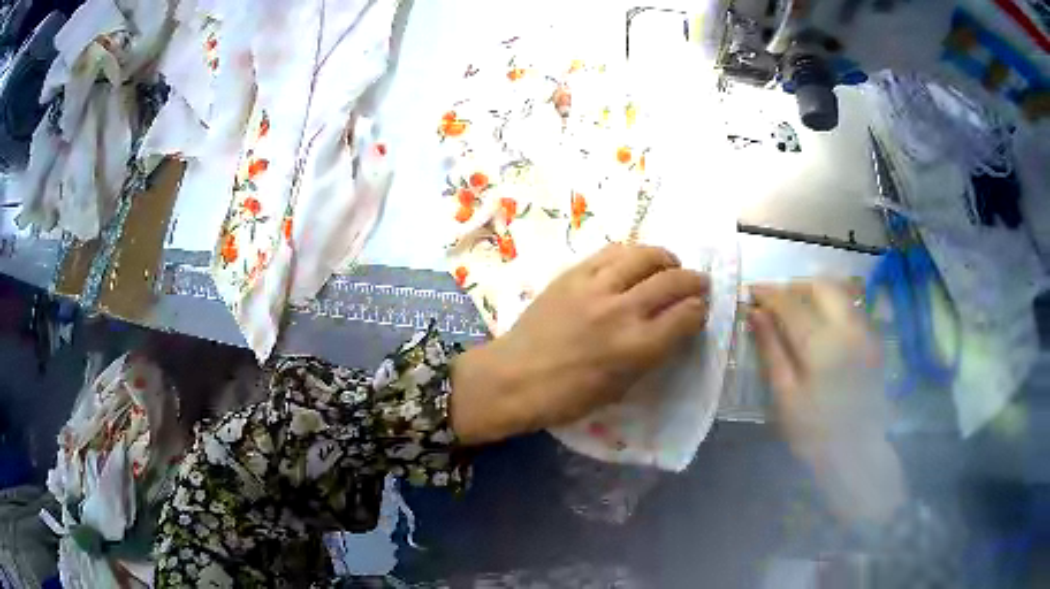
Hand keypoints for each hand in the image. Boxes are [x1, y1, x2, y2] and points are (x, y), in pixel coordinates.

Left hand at [451, 244, 709, 444]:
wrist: (513, 378)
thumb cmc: (567, 397)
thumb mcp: (620, 388)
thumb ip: (652, 355)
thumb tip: (673, 328)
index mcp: (637, 347)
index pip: (687, 315)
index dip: (700, 311)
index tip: (699, 311)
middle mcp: (622, 310)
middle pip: (674, 280)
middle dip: (694, 281)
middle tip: (698, 285)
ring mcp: (595, 287)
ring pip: (645, 255)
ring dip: (666, 259)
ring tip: (669, 266)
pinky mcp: (573, 274)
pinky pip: (611, 252)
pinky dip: (632, 254)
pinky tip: (634, 263)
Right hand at [749, 280, 905, 523]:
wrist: (857, 454)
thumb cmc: (814, 433)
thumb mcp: (786, 396)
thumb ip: (772, 350)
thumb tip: (755, 313)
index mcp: (823, 345)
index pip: (791, 303)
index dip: (768, 293)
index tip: (751, 291)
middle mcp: (849, 328)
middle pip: (821, 285)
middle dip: (795, 285)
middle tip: (775, 299)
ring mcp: (866, 332)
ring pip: (840, 292)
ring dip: (815, 292)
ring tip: (796, 309)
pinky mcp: (874, 341)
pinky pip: (851, 307)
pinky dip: (832, 305)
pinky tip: (820, 325)